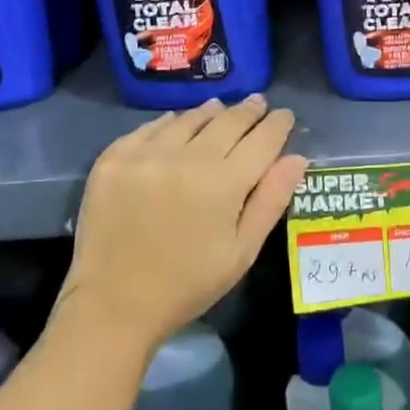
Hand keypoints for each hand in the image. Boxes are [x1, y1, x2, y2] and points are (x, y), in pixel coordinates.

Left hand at [59, 96, 306, 355]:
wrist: (112, 306)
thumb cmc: (187, 285)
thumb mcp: (241, 252)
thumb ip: (271, 200)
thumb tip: (297, 158)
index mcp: (223, 183)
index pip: (261, 140)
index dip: (277, 124)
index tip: (284, 115)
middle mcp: (186, 158)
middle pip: (227, 121)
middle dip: (247, 111)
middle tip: (257, 103)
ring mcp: (146, 154)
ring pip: (188, 119)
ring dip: (210, 113)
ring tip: (219, 109)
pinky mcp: (114, 158)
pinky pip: (149, 128)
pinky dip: (169, 123)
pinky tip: (176, 124)